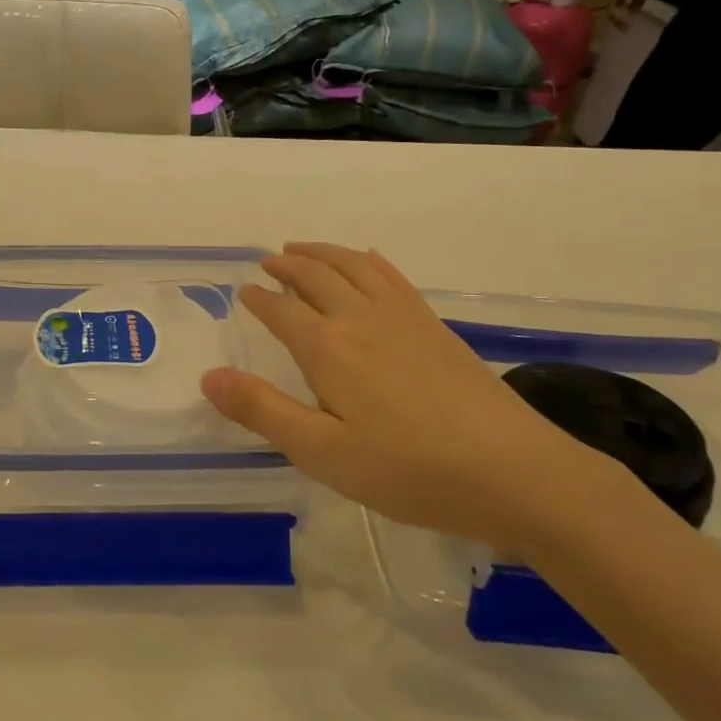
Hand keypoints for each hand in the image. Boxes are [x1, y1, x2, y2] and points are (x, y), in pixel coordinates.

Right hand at [200, 243, 593, 544]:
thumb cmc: (408, 470)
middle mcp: (360, 318)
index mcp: (327, 348)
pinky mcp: (434, 326)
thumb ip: (263, 411)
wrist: (512, 471)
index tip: (244, 291)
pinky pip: (392, 276)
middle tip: (267, 260)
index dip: (258, 299)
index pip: (281, 310)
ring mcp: (402, 317)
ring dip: (322, 253)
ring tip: (302, 249)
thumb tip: (209, 377)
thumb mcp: (322, 452)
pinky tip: (367, 261)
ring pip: (352, 267)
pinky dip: (368, 261)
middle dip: (286, 266)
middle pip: (315, 277)